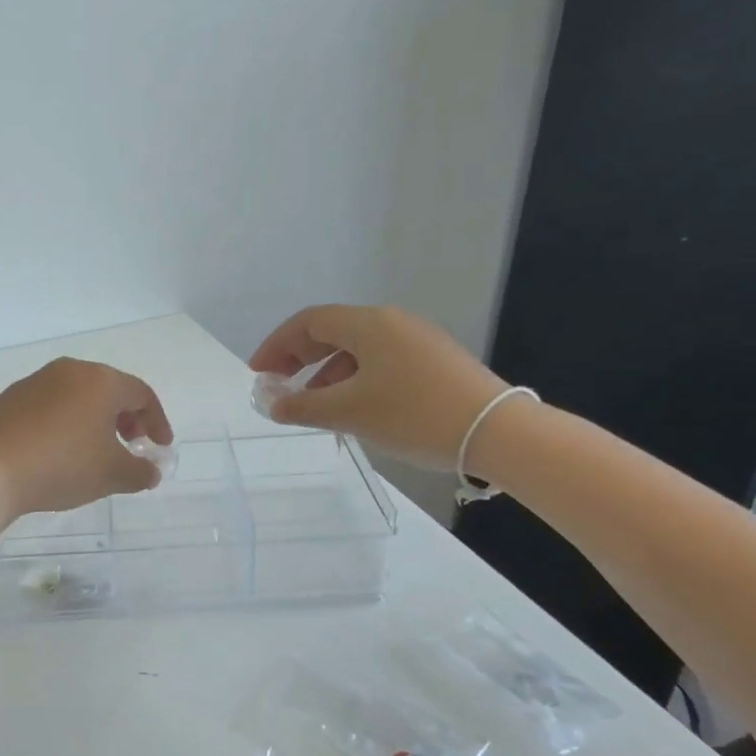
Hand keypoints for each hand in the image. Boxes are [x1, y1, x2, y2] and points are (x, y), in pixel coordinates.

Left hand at [0, 358, 173, 519]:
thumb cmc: (61, 466)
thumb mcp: (111, 475)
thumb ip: (140, 472)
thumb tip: (151, 471)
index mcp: (100, 381)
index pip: (142, 394)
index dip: (157, 421)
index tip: (159, 447)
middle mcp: (69, 371)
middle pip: (109, 390)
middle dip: (126, 419)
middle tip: (129, 446)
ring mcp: (35, 382)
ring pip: (77, 397)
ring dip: (93, 421)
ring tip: (93, 452)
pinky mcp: (9, 399)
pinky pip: (49, 407)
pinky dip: (63, 423)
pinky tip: (56, 453)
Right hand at [249, 305, 512, 469]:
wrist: (497, 433)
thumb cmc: (414, 415)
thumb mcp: (350, 413)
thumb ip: (303, 407)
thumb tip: (274, 405)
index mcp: (369, 324)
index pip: (308, 322)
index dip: (276, 346)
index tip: (258, 374)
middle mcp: (392, 323)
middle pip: (331, 332)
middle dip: (298, 359)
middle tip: (278, 388)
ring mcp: (416, 342)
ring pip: (356, 351)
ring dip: (325, 376)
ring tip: (313, 409)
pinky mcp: (433, 363)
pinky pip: (379, 364)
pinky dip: (353, 382)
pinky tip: (352, 411)